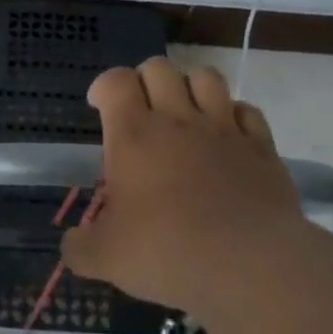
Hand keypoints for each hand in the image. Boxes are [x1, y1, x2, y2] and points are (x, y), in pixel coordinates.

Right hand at [62, 57, 299, 313]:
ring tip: (185, 113)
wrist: (249, 266)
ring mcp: (224, 129)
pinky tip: (227, 137)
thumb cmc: (168, 251)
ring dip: (191, 86)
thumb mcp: (106, 258)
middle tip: (140, 111)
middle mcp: (178, 119)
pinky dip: (234, 115)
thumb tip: (71, 246)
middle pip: (159, 67)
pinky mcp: (261, 147)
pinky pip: (247, 111)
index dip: (104, 86)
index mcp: (134, 133)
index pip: (116, 80)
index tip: (99, 106)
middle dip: (145, 79)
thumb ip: (80, 247)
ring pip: (206, 77)